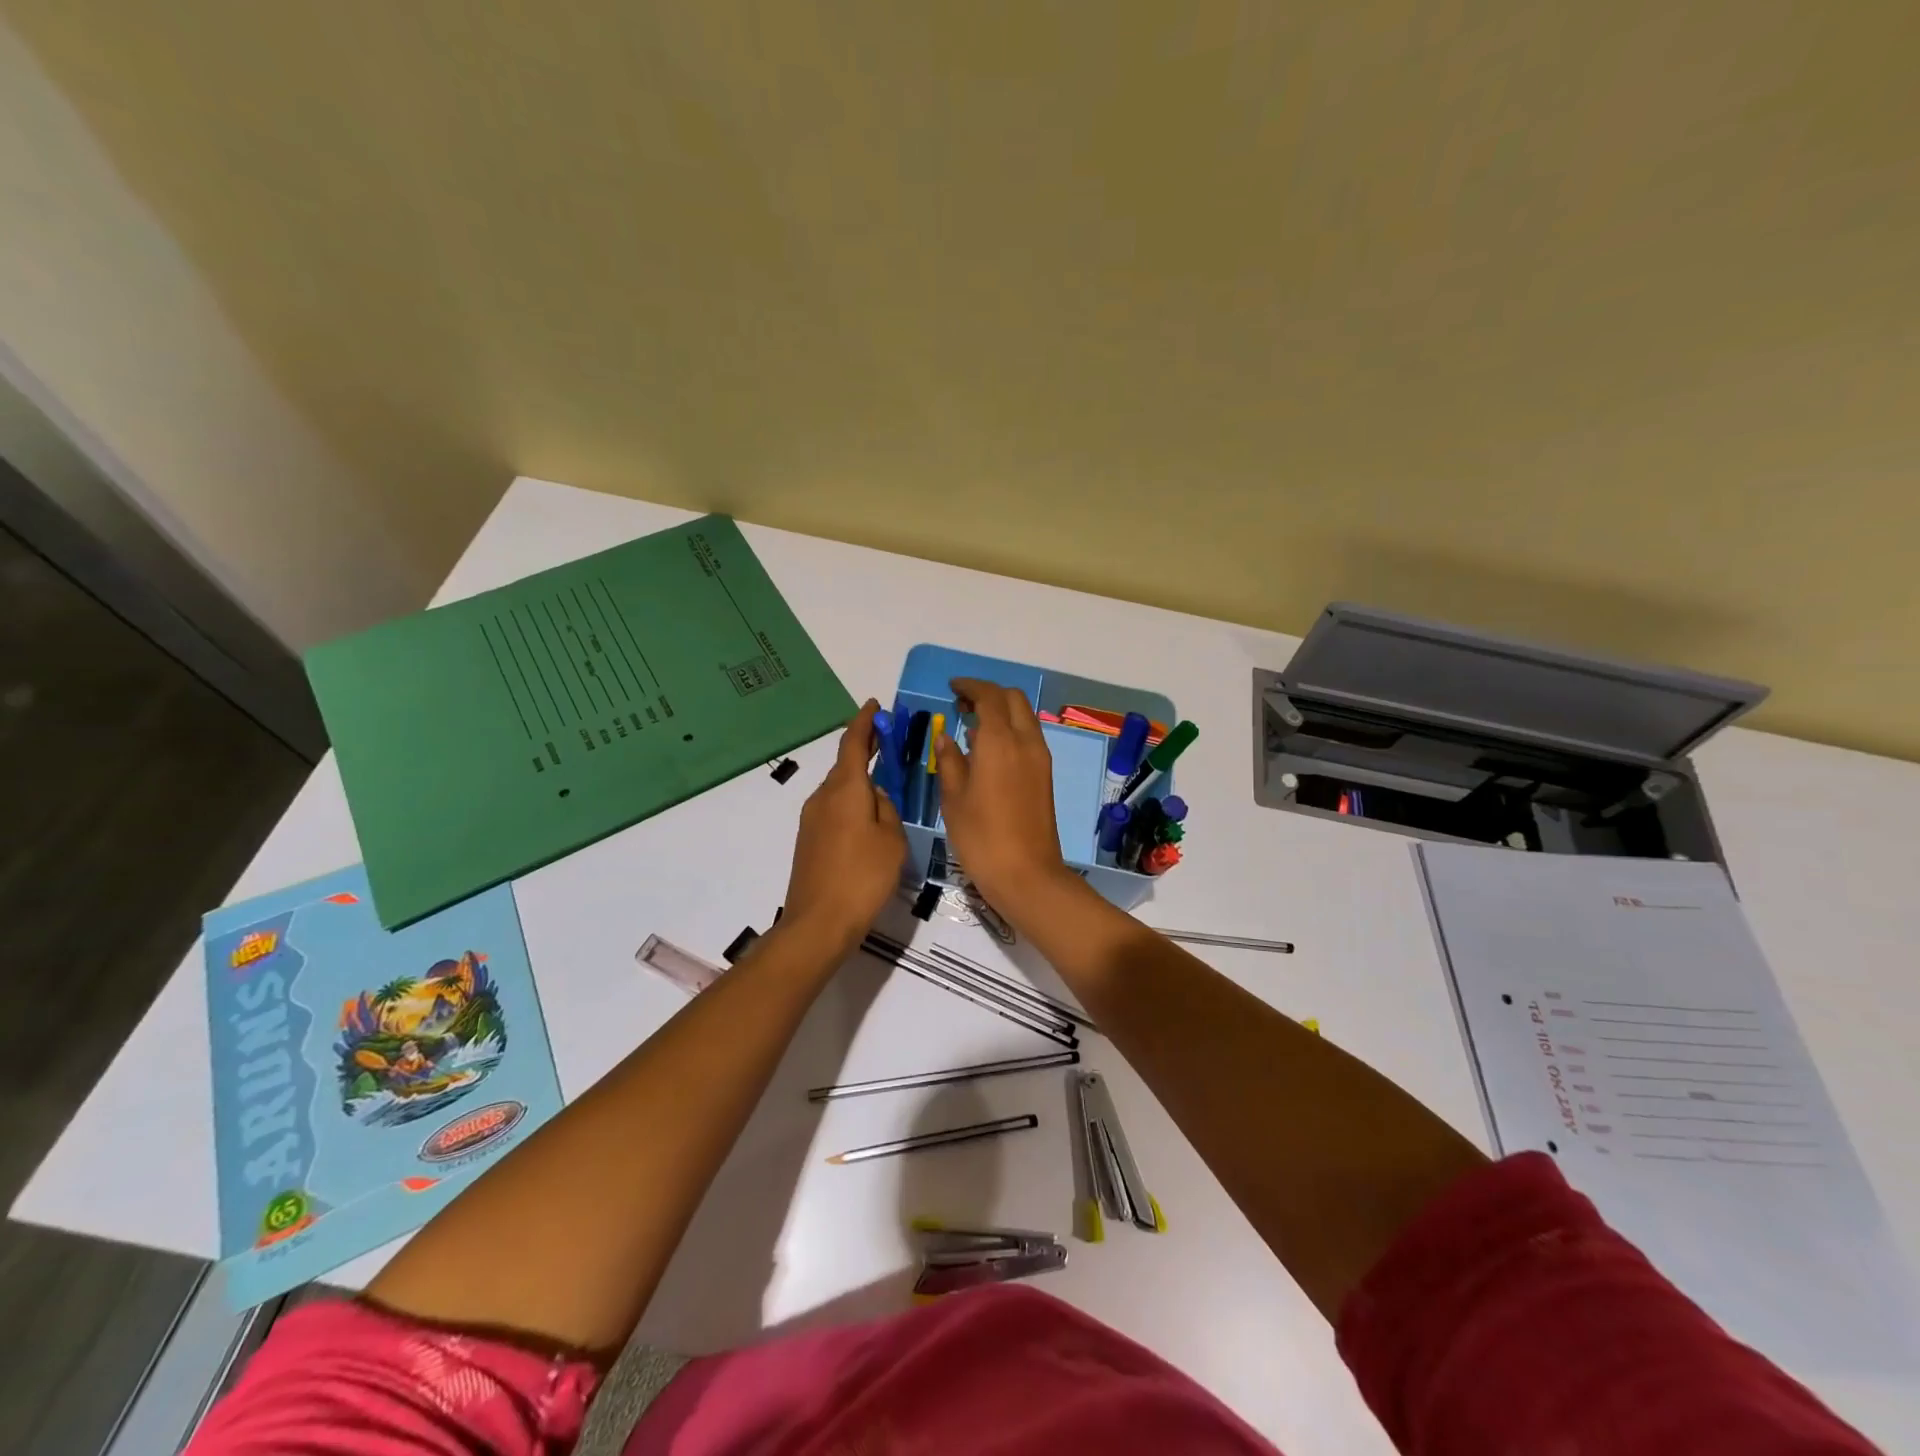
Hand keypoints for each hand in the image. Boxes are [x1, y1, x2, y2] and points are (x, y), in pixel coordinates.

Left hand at [783, 700, 906, 953]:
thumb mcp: (892, 839)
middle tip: (889, 741)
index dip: (865, 722)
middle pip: (845, 764)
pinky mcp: (809, 840)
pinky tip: (869, 819)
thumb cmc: (863, 876)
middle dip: (866, 749)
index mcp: (845, 789)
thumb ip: (887, 808)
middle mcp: (823, 797)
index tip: (875, 705)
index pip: (853, 743)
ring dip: (860, 779)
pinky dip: (852, 802)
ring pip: (840, 789)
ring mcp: (812, 819)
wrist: (819, 922)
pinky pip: (834, 809)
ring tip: (886, 784)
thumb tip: (876, 796)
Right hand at [934, 678, 1075, 915]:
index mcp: (1000, 741)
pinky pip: (1029, 737)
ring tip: (972, 726)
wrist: (1026, 874)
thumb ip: (950, 761)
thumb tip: (947, 738)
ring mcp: (1040, 759)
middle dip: (989, 694)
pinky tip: (988, 750)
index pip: (989, 696)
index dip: (970, 686)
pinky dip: (1010, 730)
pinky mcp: (1045, 776)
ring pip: (1024, 717)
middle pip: (1013, 700)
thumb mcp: (953, 799)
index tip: (952, 688)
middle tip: (962, 705)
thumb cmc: (981, 837)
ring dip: (1001, 712)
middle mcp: (1026, 742)